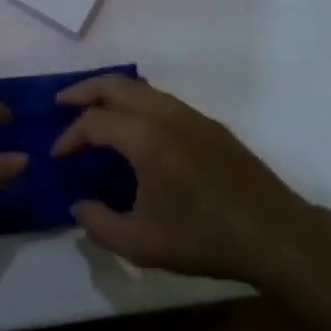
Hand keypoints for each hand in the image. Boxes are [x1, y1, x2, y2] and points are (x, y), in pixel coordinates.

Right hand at [51, 75, 330, 284]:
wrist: (274, 233)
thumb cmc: (204, 238)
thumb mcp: (142, 244)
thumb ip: (100, 224)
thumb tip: (79, 205)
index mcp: (146, 138)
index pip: (95, 122)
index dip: (69, 137)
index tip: (57, 158)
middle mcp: (165, 114)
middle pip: (115, 85)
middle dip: (84, 91)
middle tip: (61, 104)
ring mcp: (191, 115)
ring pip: (141, 88)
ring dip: (112, 93)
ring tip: (93, 111)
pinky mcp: (209, 124)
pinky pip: (161, 99)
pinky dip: (136, 102)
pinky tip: (134, 127)